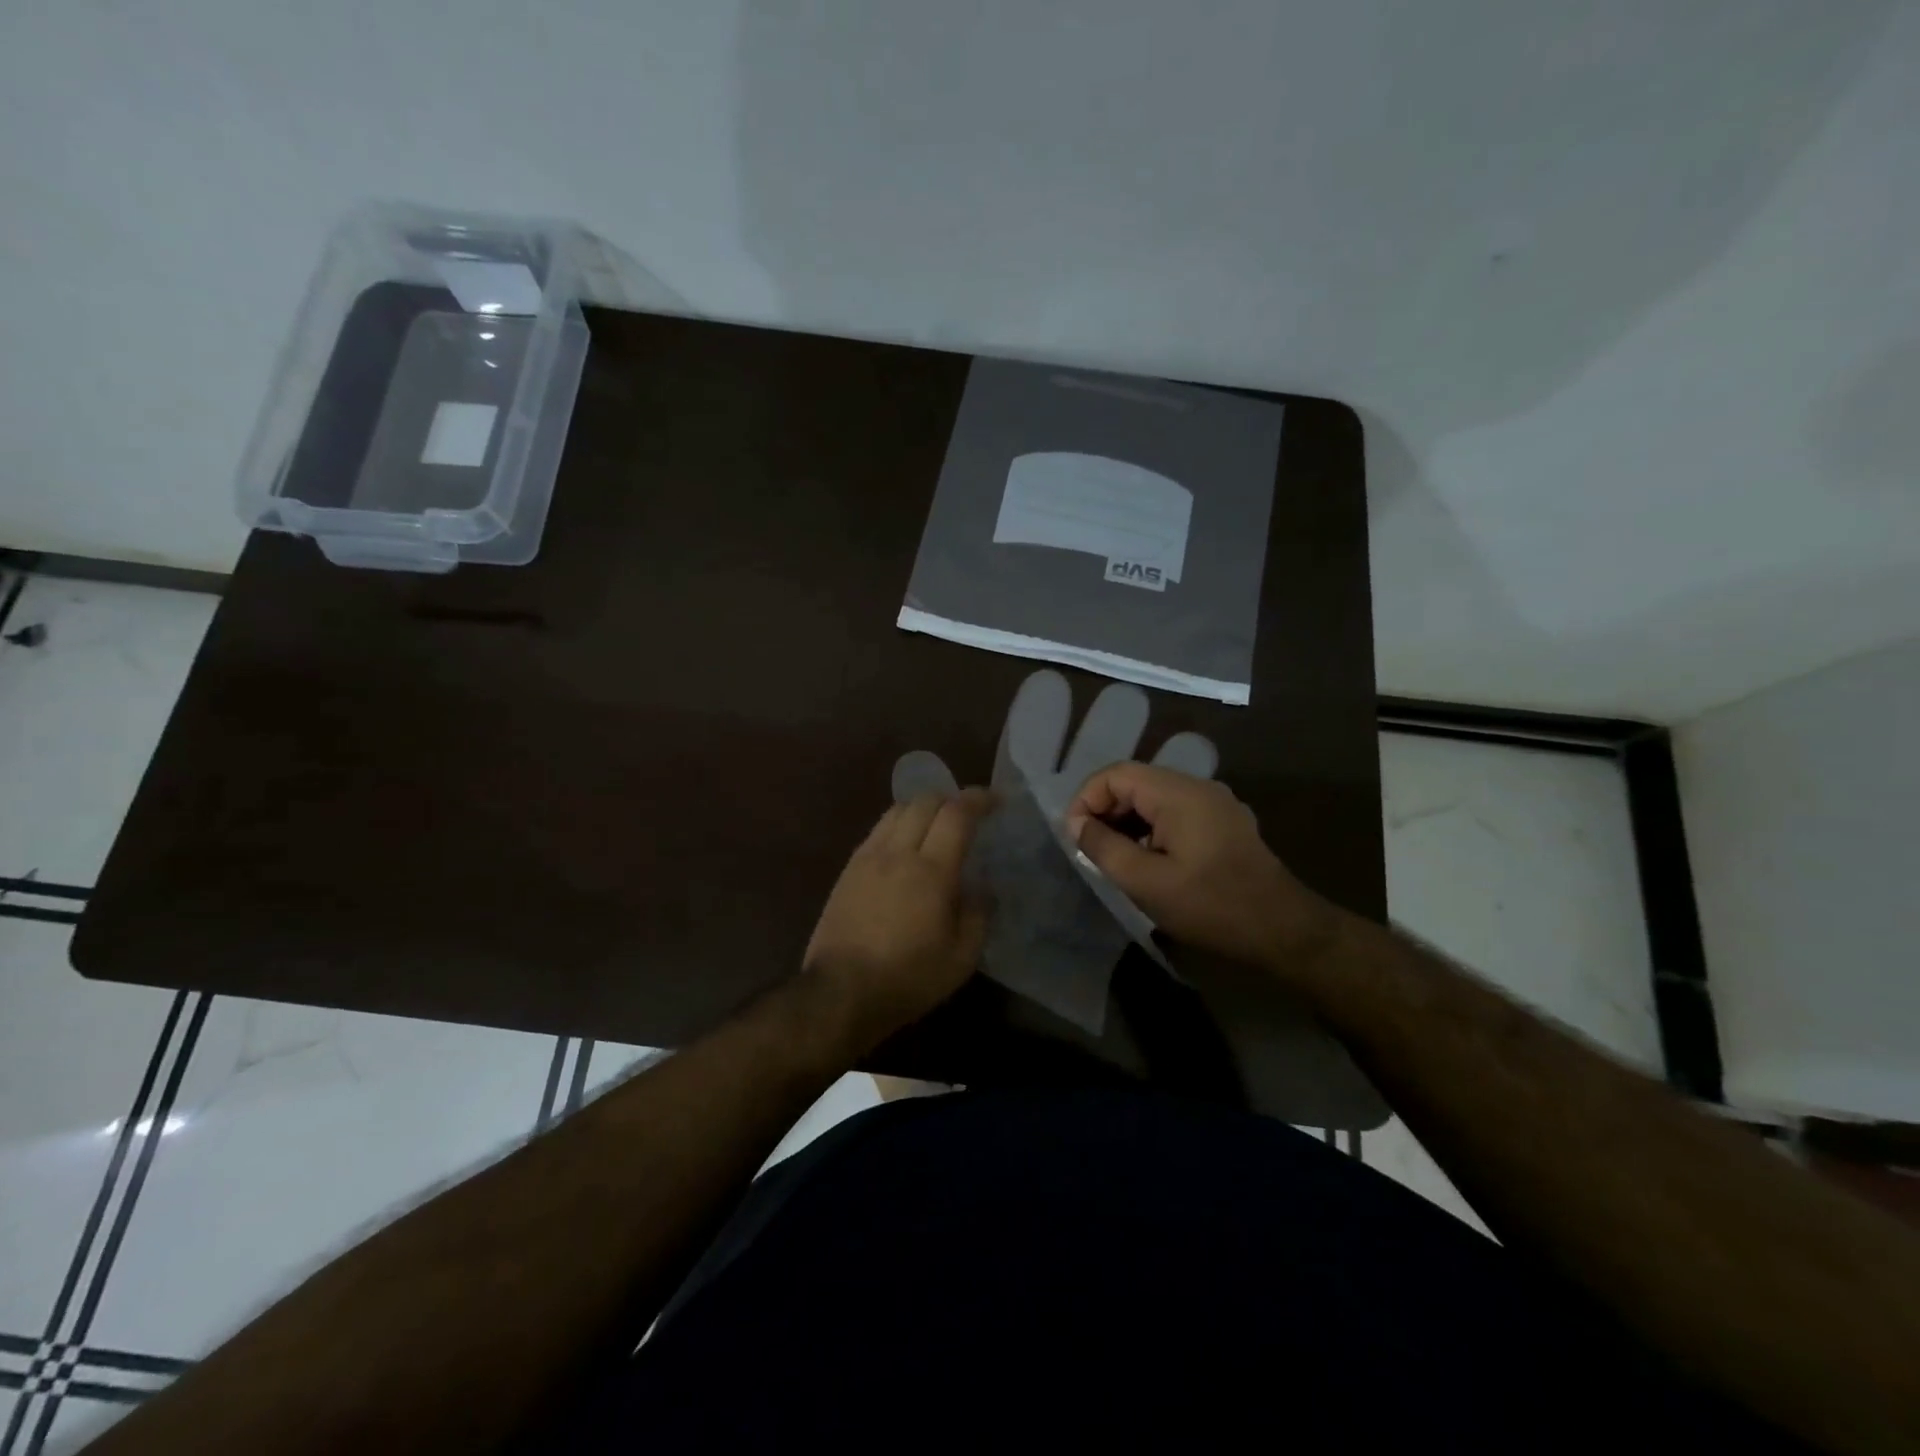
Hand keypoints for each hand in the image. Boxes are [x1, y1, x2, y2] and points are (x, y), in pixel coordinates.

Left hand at [803, 788, 992, 1052]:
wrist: (840, 992)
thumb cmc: (908, 978)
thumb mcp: (961, 958)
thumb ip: (979, 916)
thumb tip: (982, 888)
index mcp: (931, 870)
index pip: (957, 814)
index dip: (979, 799)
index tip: (996, 800)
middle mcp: (898, 852)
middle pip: (925, 802)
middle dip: (952, 798)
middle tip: (969, 813)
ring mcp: (868, 857)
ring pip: (897, 810)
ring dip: (922, 807)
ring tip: (936, 824)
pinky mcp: (848, 869)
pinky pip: (878, 830)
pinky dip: (899, 824)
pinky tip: (905, 846)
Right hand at [1065, 762, 1338, 970]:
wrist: (1283, 930)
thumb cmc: (1210, 906)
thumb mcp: (1146, 882)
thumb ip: (1103, 847)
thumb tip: (1077, 824)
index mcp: (1179, 793)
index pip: (1117, 774)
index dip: (1087, 799)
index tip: (1075, 836)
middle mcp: (1198, 787)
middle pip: (1136, 782)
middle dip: (1105, 810)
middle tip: (1090, 848)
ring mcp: (1215, 803)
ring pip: (1155, 798)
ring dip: (1127, 821)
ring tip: (1113, 857)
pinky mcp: (1224, 822)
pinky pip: (1176, 812)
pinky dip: (1151, 828)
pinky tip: (1147, 860)